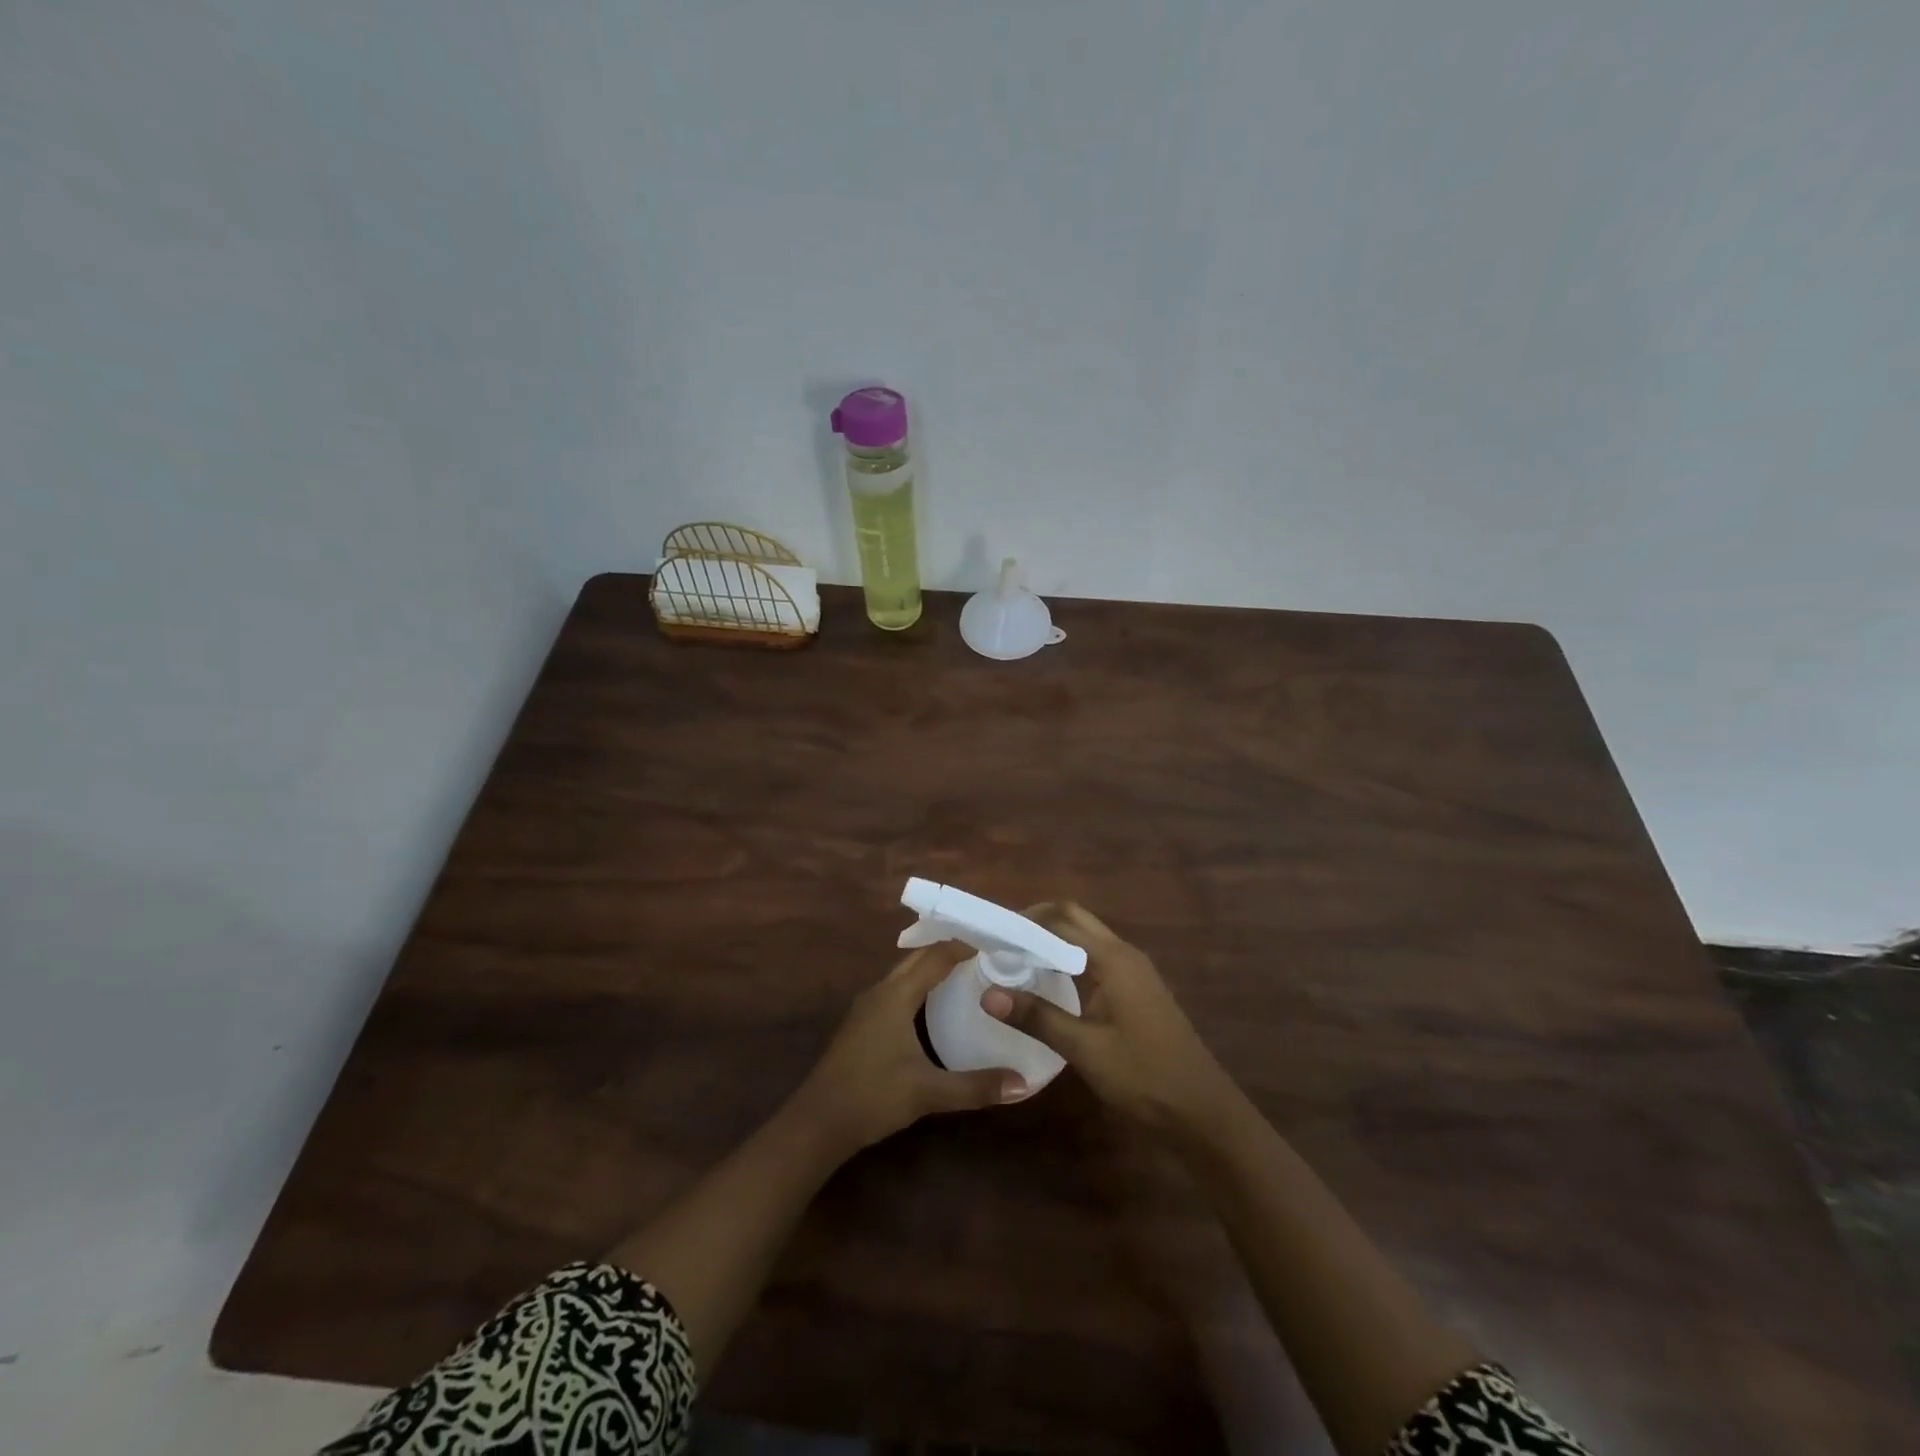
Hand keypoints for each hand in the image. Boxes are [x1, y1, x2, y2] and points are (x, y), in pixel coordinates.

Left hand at [787, 942, 1026, 1159]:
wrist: (817, 1124)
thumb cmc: (872, 1097)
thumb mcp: (928, 1093)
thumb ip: (975, 1087)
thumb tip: (1022, 1084)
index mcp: (895, 995)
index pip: (935, 956)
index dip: (963, 946)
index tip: (995, 944)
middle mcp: (880, 992)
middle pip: (917, 958)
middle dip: (949, 951)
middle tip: (987, 955)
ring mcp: (867, 1008)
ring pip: (904, 974)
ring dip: (932, 968)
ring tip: (968, 974)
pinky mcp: (862, 1025)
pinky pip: (896, 991)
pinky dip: (919, 987)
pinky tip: (935, 1007)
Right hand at [981, 902, 1231, 1133]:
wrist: (1200, 1109)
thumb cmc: (1143, 1076)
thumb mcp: (1084, 1049)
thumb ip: (1036, 1017)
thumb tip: (987, 994)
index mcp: (1112, 959)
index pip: (1060, 923)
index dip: (1024, 924)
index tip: (990, 936)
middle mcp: (1124, 953)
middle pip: (1074, 918)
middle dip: (1037, 922)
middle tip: (1002, 943)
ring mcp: (1134, 969)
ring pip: (1086, 936)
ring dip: (1053, 939)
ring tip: (1016, 959)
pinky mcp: (1136, 987)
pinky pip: (1096, 956)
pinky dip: (1068, 957)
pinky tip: (1050, 982)